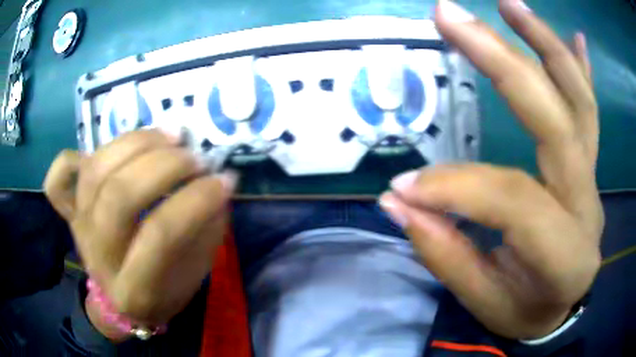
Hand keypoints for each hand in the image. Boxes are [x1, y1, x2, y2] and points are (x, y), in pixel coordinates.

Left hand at [44, 130, 235, 339]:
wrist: (119, 303)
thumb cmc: (161, 293)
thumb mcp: (193, 276)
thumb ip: (205, 231)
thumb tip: (218, 182)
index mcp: (134, 288)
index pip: (160, 235)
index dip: (195, 201)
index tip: (223, 181)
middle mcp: (99, 256)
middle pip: (120, 196)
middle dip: (163, 166)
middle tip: (194, 157)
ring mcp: (78, 228)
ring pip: (95, 172)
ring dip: (136, 143)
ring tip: (169, 135)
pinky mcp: (70, 213)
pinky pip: (58, 179)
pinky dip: (72, 157)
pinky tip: (105, 151)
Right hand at [380, 0, 602, 339]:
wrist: (563, 304)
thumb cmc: (525, 311)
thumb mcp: (485, 302)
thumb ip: (446, 253)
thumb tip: (399, 200)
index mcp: (565, 255)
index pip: (513, 201)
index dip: (455, 188)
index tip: (405, 186)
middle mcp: (587, 205)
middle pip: (557, 121)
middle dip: (503, 61)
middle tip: (450, 16)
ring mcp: (593, 177)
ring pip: (579, 102)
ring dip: (544, 44)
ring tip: (509, 4)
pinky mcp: (590, 165)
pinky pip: (590, 109)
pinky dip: (580, 69)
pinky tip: (573, 37)